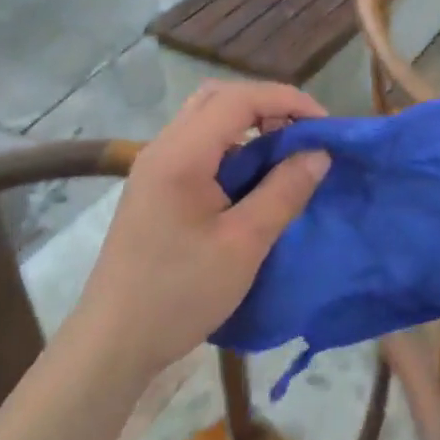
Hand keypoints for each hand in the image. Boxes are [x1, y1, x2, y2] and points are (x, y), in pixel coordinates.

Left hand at [74, 81, 331, 379]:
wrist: (114, 340)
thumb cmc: (180, 293)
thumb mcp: (243, 244)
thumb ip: (283, 192)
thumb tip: (319, 153)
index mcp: (180, 153)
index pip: (238, 99)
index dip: (286, 100)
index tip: (325, 126)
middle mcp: (162, 148)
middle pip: (218, 99)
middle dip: (267, 106)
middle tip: (303, 134)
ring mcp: (154, 167)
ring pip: (205, 121)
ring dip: (248, 126)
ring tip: (285, 154)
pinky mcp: (154, 188)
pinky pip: (197, 147)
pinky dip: (231, 148)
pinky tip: (253, 179)